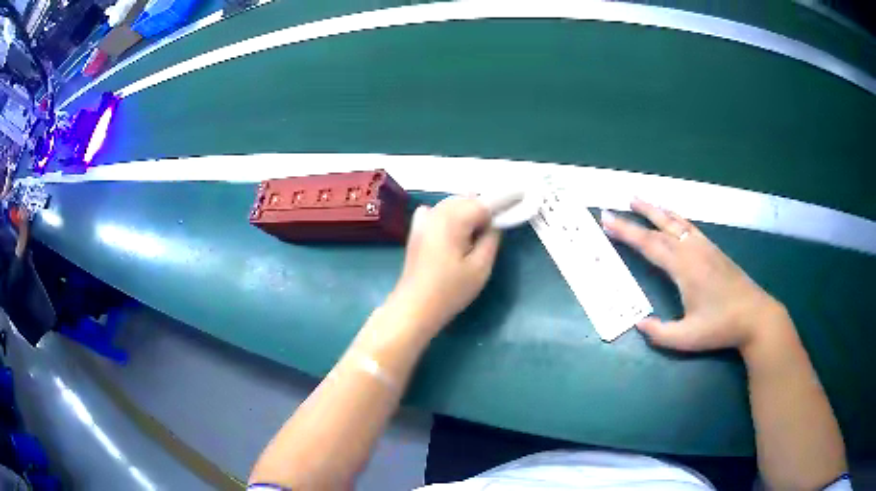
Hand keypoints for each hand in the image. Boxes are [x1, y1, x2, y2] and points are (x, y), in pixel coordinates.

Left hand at [388, 196, 500, 335]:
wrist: (415, 306)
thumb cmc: (450, 290)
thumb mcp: (480, 268)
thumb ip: (491, 239)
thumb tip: (495, 224)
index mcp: (452, 219)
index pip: (483, 203)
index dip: (500, 206)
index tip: (514, 209)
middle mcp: (436, 212)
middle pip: (466, 200)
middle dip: (482, 210)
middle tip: (492, 231)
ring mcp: (423, 220)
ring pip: (452, 204)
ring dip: (466, 212)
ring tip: (475, 235)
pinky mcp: (416, 230)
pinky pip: (438, 212)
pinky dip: (450, 216)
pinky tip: (453, 233)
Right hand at [601, 199, 785, 351]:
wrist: (755, 316)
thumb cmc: (721, 327)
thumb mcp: (687, 338)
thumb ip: (660, 333)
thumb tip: (638, 323)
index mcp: (684, 267)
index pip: (649, 245)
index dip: (627, 232)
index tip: (607, 220)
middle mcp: (692, 250)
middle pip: (661, 226)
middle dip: (637, 215)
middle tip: (618, 204)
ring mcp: (705, 247)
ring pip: (677, 222)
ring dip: (657, 210)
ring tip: (640, 200)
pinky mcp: (714, 250)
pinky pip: (690, 226)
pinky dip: (675, 217)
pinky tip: (673, 218)